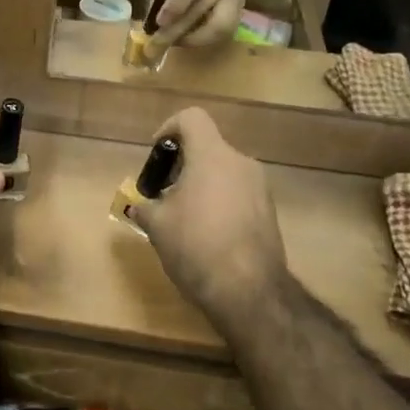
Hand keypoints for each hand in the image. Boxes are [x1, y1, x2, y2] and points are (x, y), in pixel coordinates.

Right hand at [128, 108, 285, 325]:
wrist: (249, 291)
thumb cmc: (195, 246)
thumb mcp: (156, 225)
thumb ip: (144, 205)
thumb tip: (140, 204)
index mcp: (212, 156)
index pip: (191, 118)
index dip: (168, 128)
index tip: (157, 155)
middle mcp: (241, 163)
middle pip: (207, 147)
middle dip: (181, 165)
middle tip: (163, 193)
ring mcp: (260, 188)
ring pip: (223, 172)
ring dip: (200, 184)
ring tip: (182, 217)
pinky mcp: (269, 212)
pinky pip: (237, 193)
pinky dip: (219, 202)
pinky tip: (206, 234)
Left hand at [152, 0, 245, 47]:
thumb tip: (151, 19)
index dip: (173, 8)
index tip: (157, 24)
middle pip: (200, 12)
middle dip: (175, 33)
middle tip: (155, 46)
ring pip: (220, 28)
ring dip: (194, 41)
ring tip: (173, 44)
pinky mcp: (241, 7)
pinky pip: (226, 31)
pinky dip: (206, 39)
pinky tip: (189, 39)